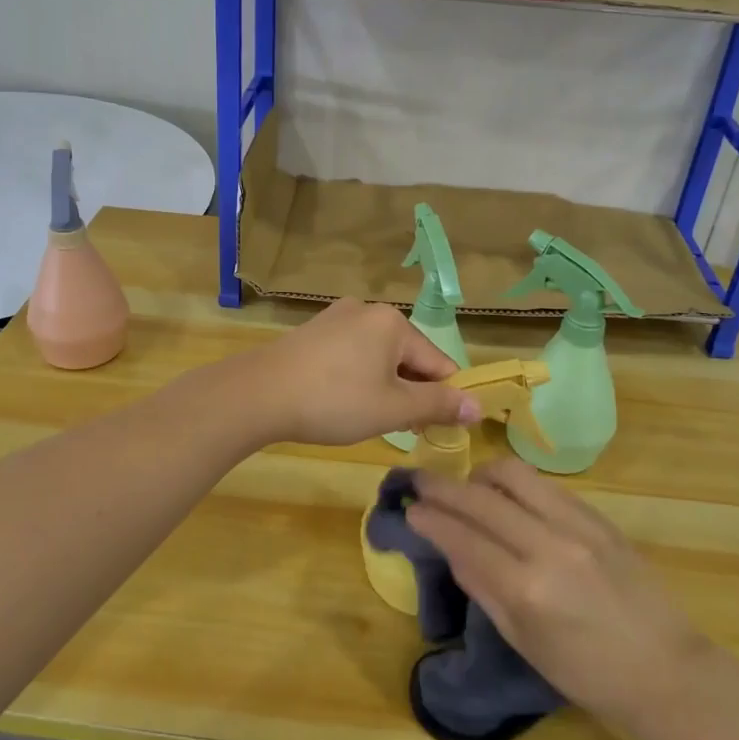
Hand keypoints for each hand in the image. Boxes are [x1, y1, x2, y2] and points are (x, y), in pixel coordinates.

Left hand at [243, 298, 480, 446]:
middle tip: (395, 427)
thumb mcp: (393, 408)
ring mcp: (335, 318)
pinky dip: (355, 378)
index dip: (441, 398)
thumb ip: (438, 405)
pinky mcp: (312, 332)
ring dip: (383, 387)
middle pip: (407, 356)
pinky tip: (340, 401)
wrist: (259, 394)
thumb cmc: (334, 400)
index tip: (431, 429)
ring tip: (365, 418)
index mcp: (393, 323)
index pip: (438, 363)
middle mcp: (367, 310)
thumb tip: (479, 406)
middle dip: (408, 393)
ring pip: (377, 357)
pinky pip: (350, 354)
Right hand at [407, 459, 708, 730]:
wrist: (667, 671)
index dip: (430, 519)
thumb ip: (483, 587)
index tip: (410, 508)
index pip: (463, 537)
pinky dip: (516, 485)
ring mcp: (577, 525)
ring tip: (470, 489)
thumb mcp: (523, 641)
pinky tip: (510, 498)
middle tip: (420, 482)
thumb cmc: (587, 673)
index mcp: (526, 589)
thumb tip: (451, 547)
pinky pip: (544, 484)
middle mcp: (548, 545)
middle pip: (481, 498)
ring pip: (514, 474)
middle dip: (442, 486)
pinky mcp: (598, 516)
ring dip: (480, 475)